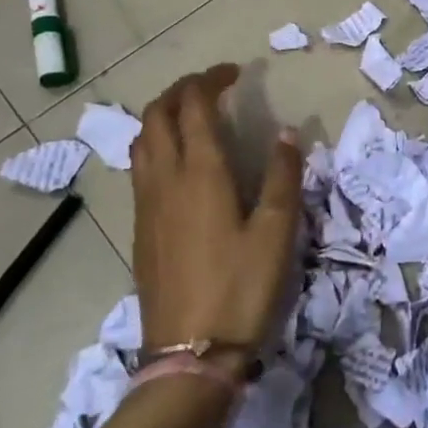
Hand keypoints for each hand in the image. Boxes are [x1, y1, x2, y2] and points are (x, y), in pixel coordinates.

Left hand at [129, 65, 302, 358]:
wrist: (189, 354)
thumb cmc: (241, 288)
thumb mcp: (278, 232)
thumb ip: (284, 176)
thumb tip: (288, 132)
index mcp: (200, 172)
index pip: (194, 105)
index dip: (211, 80)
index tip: (235, 73)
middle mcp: (164, 179)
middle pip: (157, 115)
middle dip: (181, 90)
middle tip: (212, 87)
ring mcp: (145, 206)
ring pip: (142, 141)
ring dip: (163, 116)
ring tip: (193, 117)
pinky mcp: (140, 230)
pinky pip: (140, 169)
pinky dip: (156, 145)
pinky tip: (179, 165)